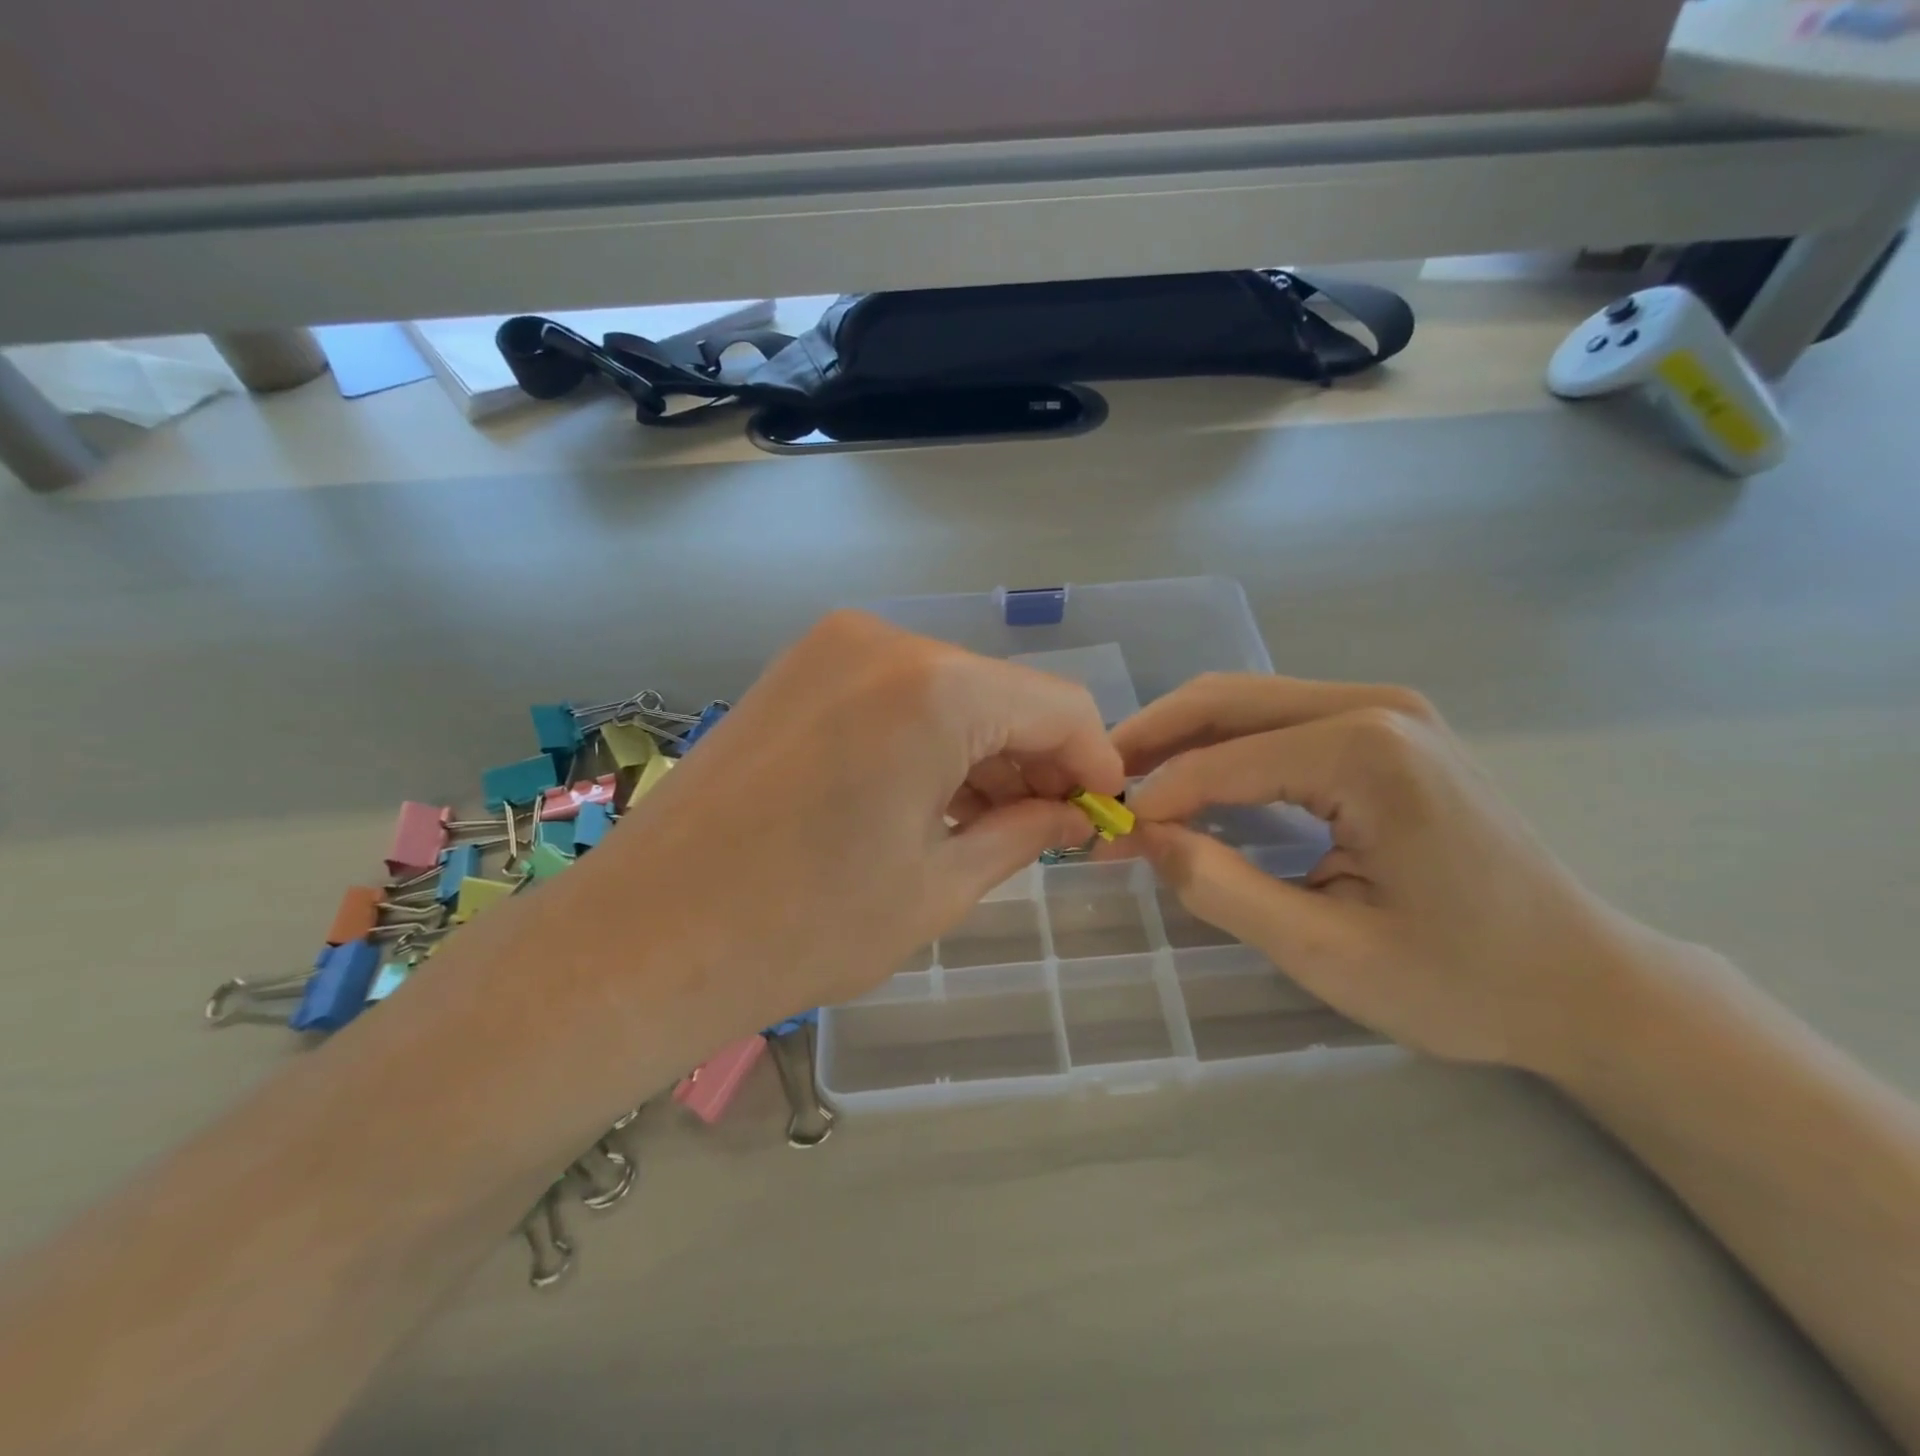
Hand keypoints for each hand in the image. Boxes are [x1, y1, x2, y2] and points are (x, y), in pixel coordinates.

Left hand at [573, 612, 1122, 1039]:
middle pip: (1001, 693)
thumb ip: (1025, 833)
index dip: (1093, 761)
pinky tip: (924, 798)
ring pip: (948, 691)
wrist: (644, 937)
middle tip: (1043, 832)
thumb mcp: (939, 887)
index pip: (1059, 706)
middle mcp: (885, 643)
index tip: (1097, 815)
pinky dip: (927, 739)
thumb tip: (1074, 813)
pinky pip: (894, 694)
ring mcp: (831, 648)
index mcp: (935, 689)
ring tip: (983, 826)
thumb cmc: (804, 926)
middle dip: (1034, 759)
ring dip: (980, 752)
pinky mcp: (795, 670)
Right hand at [1115, 675, 1649, 1074]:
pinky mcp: (1390, 730)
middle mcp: (1375, 706)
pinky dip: (1226, 748)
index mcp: (1365, 751)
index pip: (1221, 762)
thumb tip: (1144, 839)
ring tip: (1134, 783)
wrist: (1586, 982)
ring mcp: (1387, 711)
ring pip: (1249, 703)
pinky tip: (1198, 783)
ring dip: (1184, 739)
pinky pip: (1282, 721)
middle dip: (1152, 737)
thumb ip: (1221, 888)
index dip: (1154, 799)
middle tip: (1100, 781)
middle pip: (1226, 699)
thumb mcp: (1327, 952)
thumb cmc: (1464, 980)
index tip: (1106, 837)